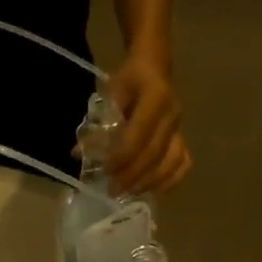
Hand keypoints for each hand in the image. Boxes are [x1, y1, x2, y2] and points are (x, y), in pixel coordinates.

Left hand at [107, 56, 191, 194]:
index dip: (123, 155)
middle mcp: (172, 114)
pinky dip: (171, 180)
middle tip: (113, 190)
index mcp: (156, 97)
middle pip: (155, 152)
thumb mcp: (110, 93)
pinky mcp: (183, 137)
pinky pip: (183, 163)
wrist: (154, 68)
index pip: (140, 133)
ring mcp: (181, 128)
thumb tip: (78, 153)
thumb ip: (98, 123)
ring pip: (172, 162)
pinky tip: (154, 191)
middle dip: (133, 175)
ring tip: (129, 193)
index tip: (106, 170)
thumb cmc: (128, 81)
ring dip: (149, 182)